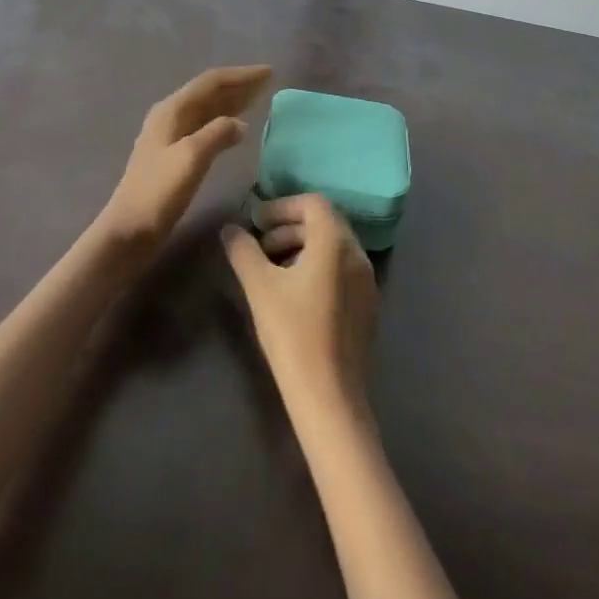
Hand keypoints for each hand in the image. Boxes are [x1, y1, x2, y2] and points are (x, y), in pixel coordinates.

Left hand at [95, 64, 271, 253]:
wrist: (130, 229)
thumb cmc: (159, 191)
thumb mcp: (192, 157)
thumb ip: (218, 132)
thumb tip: (241, 124)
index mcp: (172, 110)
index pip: (211, 82)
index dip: (241, 76)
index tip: (269, 72)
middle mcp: (170, 116)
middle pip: (209, 92)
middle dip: (239, 85)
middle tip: (268, 82)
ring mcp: (171, 135)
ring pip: (208, 109)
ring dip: (233, 101)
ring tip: (259, 98)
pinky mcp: (174, 154)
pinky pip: (205, 126)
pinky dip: (224, 121)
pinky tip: (237, 128)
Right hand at [223, 194, 379, 420]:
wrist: (329, 395)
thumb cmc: (292, 333)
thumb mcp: (259, 287)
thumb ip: (243, 251)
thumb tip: (230, 229)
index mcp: (336, 242)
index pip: (313, 203)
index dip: (282, 206)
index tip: (256, 222)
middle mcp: (358, 254)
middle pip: (325, 223)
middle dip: (289, 227)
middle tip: (260, 246)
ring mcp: (367, 281)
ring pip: (334, 247)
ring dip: (302, 248)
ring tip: (273, 271)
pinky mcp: (368, 305)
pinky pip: (342, 270)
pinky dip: (318, 267)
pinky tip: (295, 294)